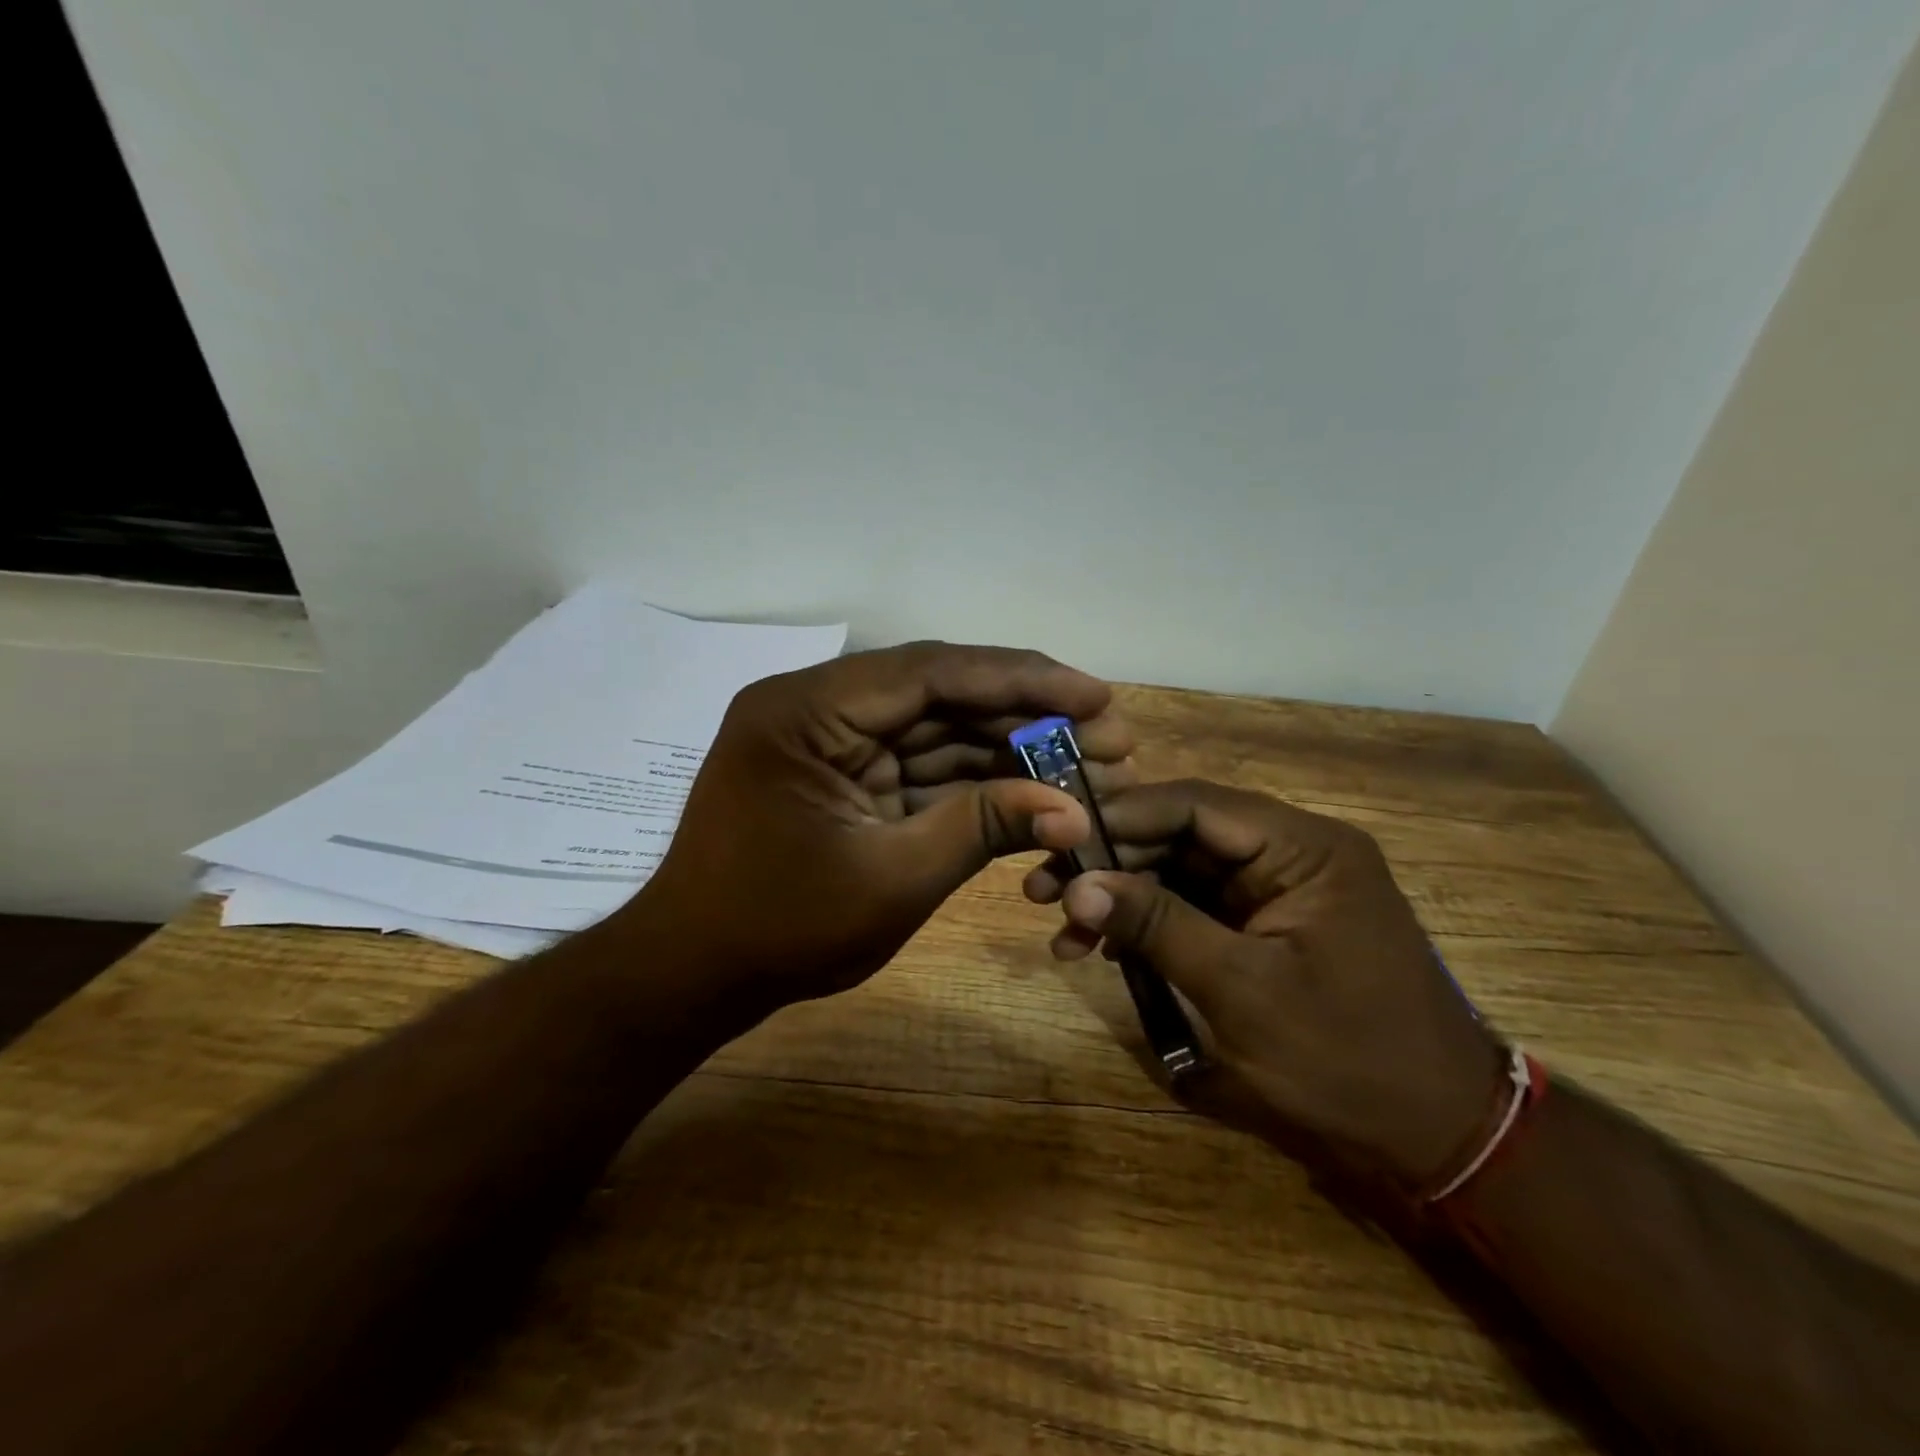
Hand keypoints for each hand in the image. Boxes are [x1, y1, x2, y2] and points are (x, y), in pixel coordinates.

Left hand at [622, 642, 1133, 1008]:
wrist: (694, 976)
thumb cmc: (778, 930)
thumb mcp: (890, 879)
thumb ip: (982, 828)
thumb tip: (1075, 809)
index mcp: (807, 711)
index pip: (930, 673)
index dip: (1021, 679)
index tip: (1095, 694)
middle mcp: (818, 708)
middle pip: (939, 694)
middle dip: (1025, 714)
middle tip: (1109, 731)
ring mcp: (832, 742)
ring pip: (936, 730)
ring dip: (1008, 747)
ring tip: (1088, 761)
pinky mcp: (845, 776)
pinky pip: (920, 766)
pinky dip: (975, 780)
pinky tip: (1035, 786)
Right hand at [1024, 780, 1501, 1188]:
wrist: (1441, 1139)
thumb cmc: (1349, 1059)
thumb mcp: (1242, 991)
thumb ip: (1158, 926)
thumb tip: (1076, 885)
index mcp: (1303, 847)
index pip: (1194, 804)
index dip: (1120, 817)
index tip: (1057, 839)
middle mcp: (1290, 852)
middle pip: (1181, 834)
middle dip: (1112, 863)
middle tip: (1043, 890)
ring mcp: (1278, 890)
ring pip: (1181, 871)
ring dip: (1123, 897)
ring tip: (1063, 932)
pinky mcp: (1265, 926)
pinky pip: (1196, 907)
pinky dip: (1150, 925)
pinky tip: (1104, 948)